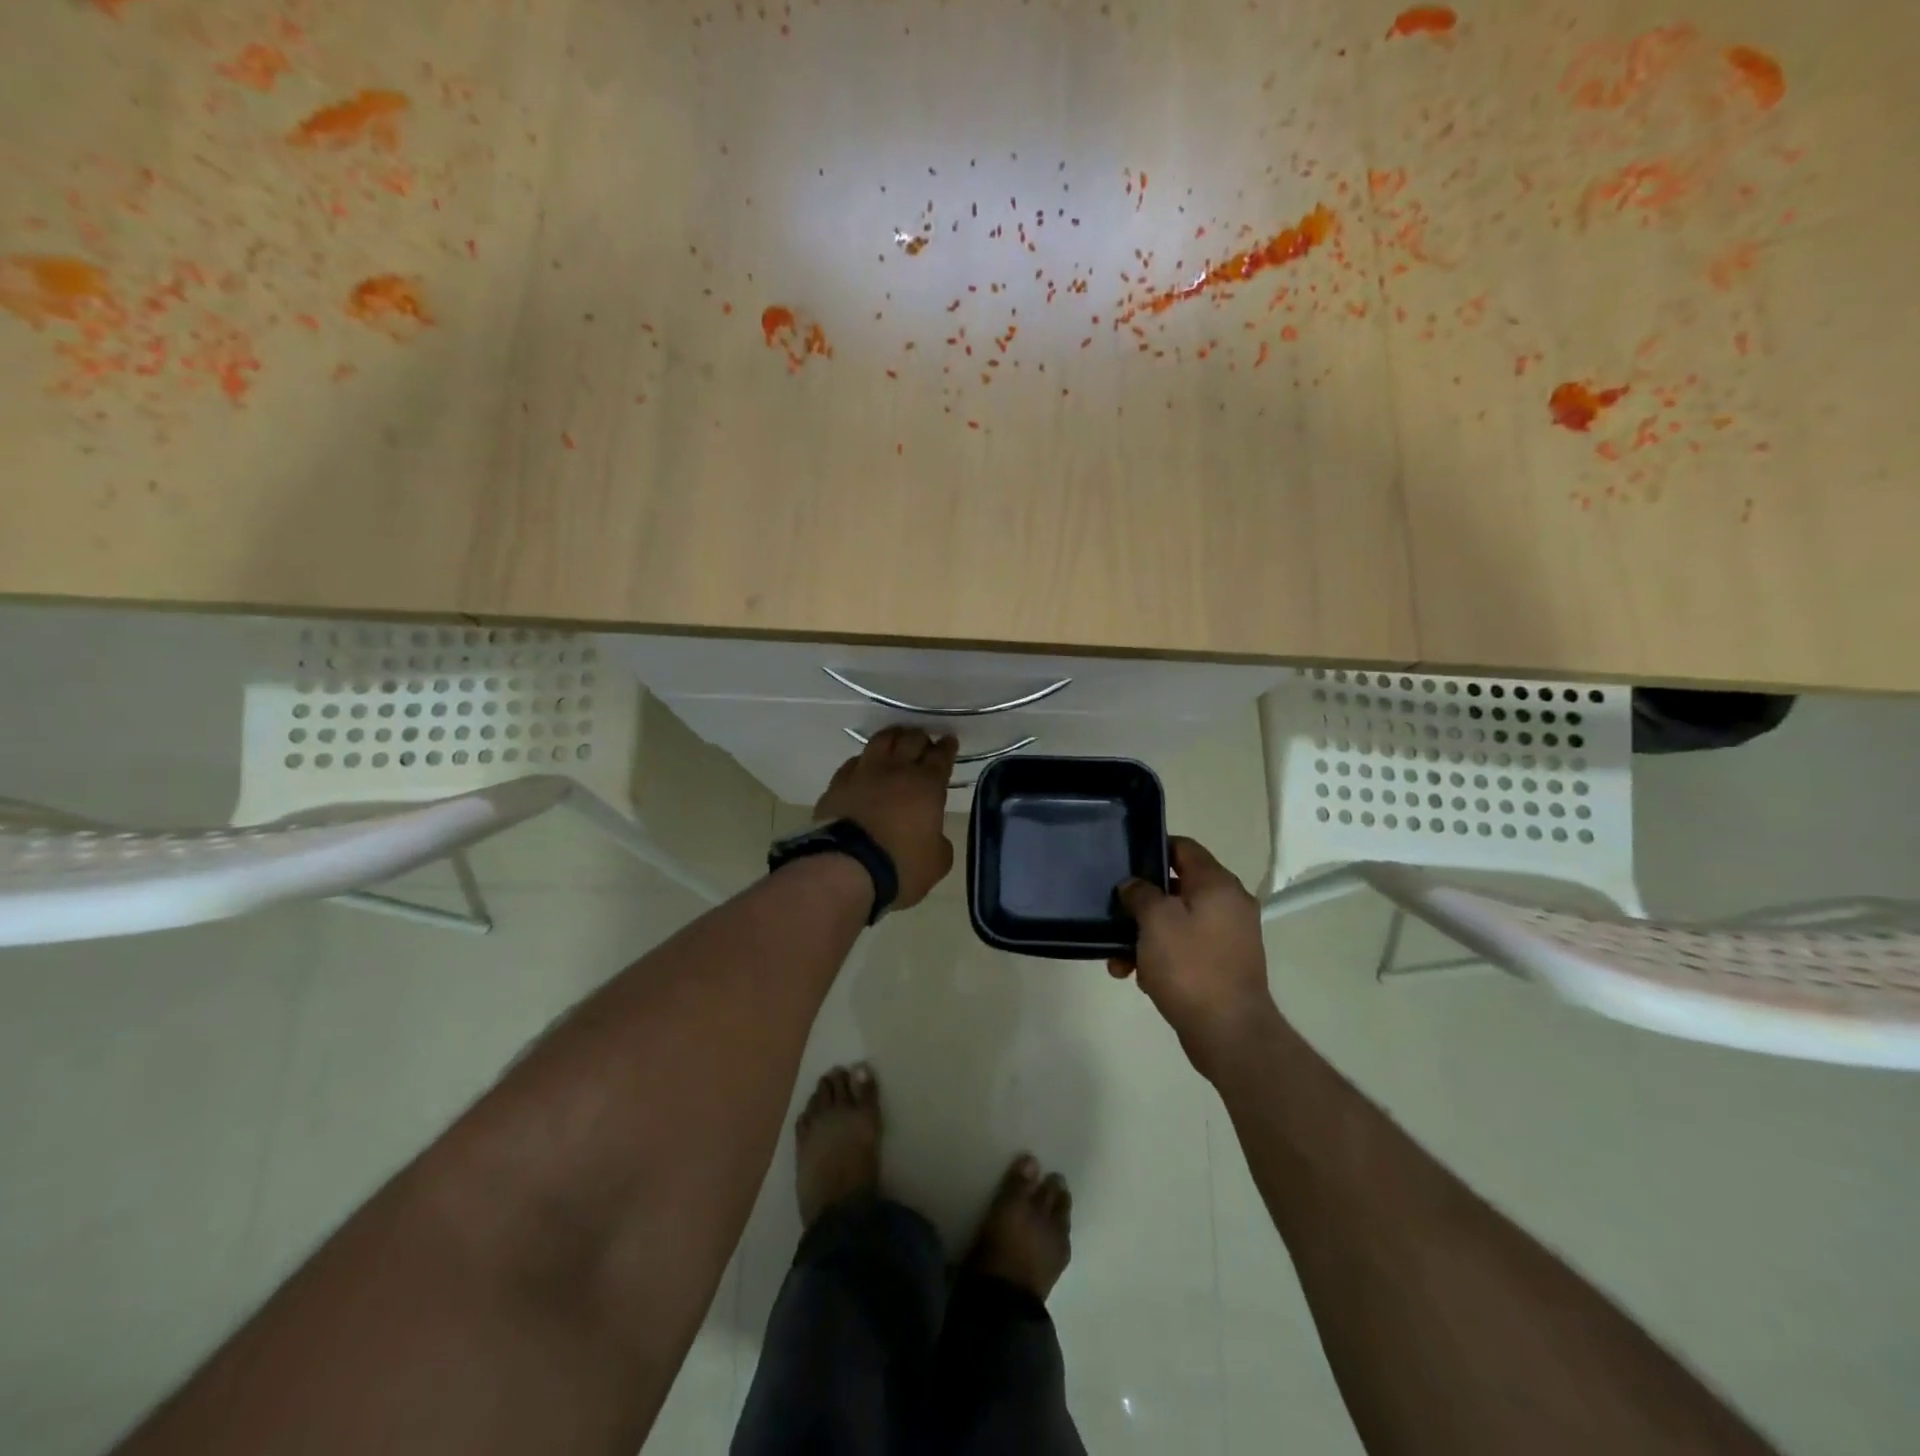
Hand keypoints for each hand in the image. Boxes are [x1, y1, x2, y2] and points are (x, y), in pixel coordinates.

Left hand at [813, 727, 958, 909]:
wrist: (845, 869)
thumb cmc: (900, 866)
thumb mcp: (937, 863)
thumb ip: (940, 843)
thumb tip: (934, 836)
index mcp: (927, 785)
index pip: (941, 756)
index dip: (947, 747)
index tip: (949, 741)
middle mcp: (896, 770)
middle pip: (911, 740)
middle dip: (921, 738)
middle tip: (924, 742)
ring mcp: (863, 773)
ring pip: (880, 741)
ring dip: (892, 738)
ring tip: (895, 741)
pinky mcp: (837, 784)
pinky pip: (853, 762)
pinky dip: (864, 761)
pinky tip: (864, 767)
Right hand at [1109, 837, 1280, 1076]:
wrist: (1229, 1032)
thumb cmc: (1190, 966)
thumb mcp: (1155, 920)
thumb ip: (1140, 893)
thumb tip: (1133, 885)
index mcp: (1218, 884)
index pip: (1184, 848)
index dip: (1153, 848)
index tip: (1125, 862)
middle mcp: (1229, 905)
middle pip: (1177, 887)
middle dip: (1142, 903)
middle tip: (1115, 913)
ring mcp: (1228, 937)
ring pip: (1177, 922)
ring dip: (1145, 935)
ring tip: (1117, 959)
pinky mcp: (1222, 965)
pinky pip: (1186, 948)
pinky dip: (1161, 956)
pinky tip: (1137, 977)